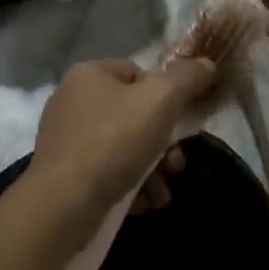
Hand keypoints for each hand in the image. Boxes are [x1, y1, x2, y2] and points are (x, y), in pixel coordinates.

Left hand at [28, 57, 215, 235]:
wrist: (63, 205)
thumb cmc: (114, 141)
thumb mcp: (161, 100)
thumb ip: (187, 78)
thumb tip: (207, 64)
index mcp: (90, 74)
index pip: (138, 73)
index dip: (164, 95)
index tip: (179, 122)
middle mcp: (72, 101)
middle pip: (133, 114)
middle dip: (162, 142)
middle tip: (177, 164)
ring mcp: (65, 139)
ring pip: (123, 147)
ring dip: (151, 169)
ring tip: (163, 193)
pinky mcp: (62, 175)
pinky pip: (105, 172)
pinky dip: (128, 186)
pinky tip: (143, 204)